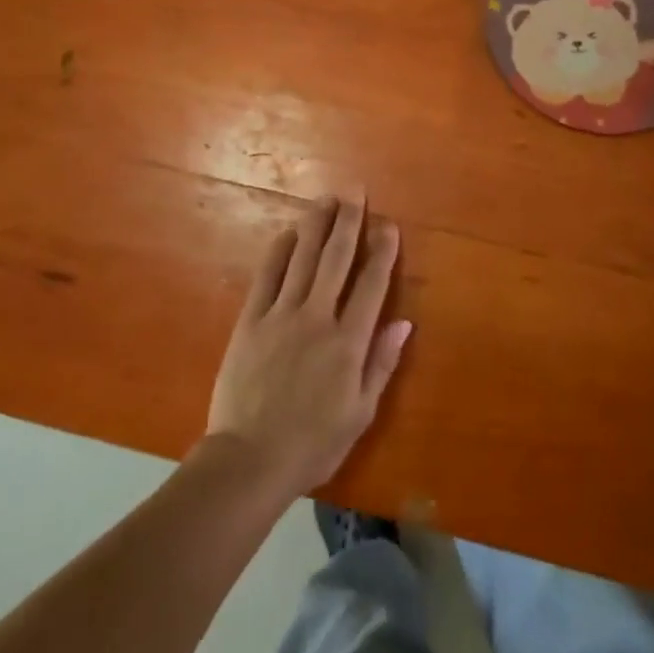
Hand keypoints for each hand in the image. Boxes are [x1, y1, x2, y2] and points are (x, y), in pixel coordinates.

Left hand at [204, 194, 410, 498]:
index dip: (382, 252)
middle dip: (349, 223)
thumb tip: (404, 322)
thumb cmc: (313, 443)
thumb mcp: (360, 413)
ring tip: (326, 199)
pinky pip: (267, 276)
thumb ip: (381, 363)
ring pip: (303, 258)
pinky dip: (280, 251)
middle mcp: (317, 318)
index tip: (388, 225)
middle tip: (355, 193)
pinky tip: (288, 232)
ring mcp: (281, 315)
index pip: (371, 285)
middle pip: (337, 259)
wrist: (250, 459)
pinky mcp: (251, 320)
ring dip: (316, 225)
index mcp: (348, 342)